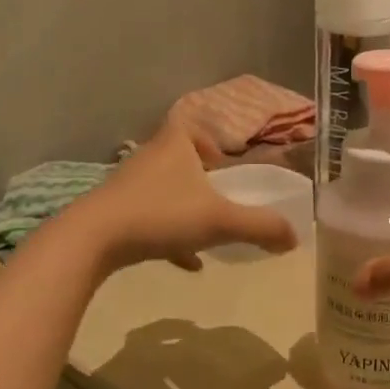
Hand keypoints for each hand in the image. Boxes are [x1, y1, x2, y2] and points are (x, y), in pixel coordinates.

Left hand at [64, 120, 298, 273]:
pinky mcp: (113, 212)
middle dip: (199, 179)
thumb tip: (295, 237)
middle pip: (177, 159)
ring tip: (205, 233)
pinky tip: (186, 263)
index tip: (223, 165)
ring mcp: (127, 186)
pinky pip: (148, 218)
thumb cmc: (162, 215)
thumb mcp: (220, 221)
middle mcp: (148, 158)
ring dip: (184, 208)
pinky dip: (168, 236)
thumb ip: (261, 227)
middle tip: (219, 199)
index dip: (208, 140)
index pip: (189, 125)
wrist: (94, 239)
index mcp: (173, 145)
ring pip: (162, 190)